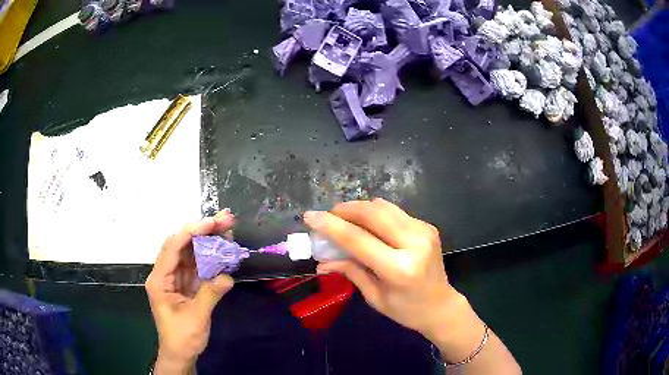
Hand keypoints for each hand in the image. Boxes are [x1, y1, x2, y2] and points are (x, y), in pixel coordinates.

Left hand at [146, 210, 234, 373]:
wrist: (180, 354)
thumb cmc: (182, 337)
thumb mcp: (196, 317)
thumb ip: (210, 294)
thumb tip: (227, 276)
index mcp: (159, 280)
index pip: (172, 248)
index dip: (191, 233)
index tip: (211, 223)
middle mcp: (165, 274)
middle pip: (182, 245)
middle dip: (202, 231)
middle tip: (224, 219)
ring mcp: (176, 278)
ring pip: (191, 253)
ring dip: (208, 241)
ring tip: (227, 229)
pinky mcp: (187, 285)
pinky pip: (198, 267)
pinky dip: (211, 258)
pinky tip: (224, 250)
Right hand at [304, 199, 484, 362]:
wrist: (441, 306)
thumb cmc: (406, 310)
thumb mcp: (374, 296)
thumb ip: (350, 271)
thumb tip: (321, 261)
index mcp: (399, 269)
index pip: (358, 239)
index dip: (331, 226)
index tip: (310, 217)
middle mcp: (414, 243)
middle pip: (373, 213)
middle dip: (345, 209)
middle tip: (328, 215)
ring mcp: (424, 231)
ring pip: (384, 207)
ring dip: (360, 208)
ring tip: (345, 219)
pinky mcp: (427, 226)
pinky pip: (395, 212)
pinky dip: (376, 214)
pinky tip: (368, 226)